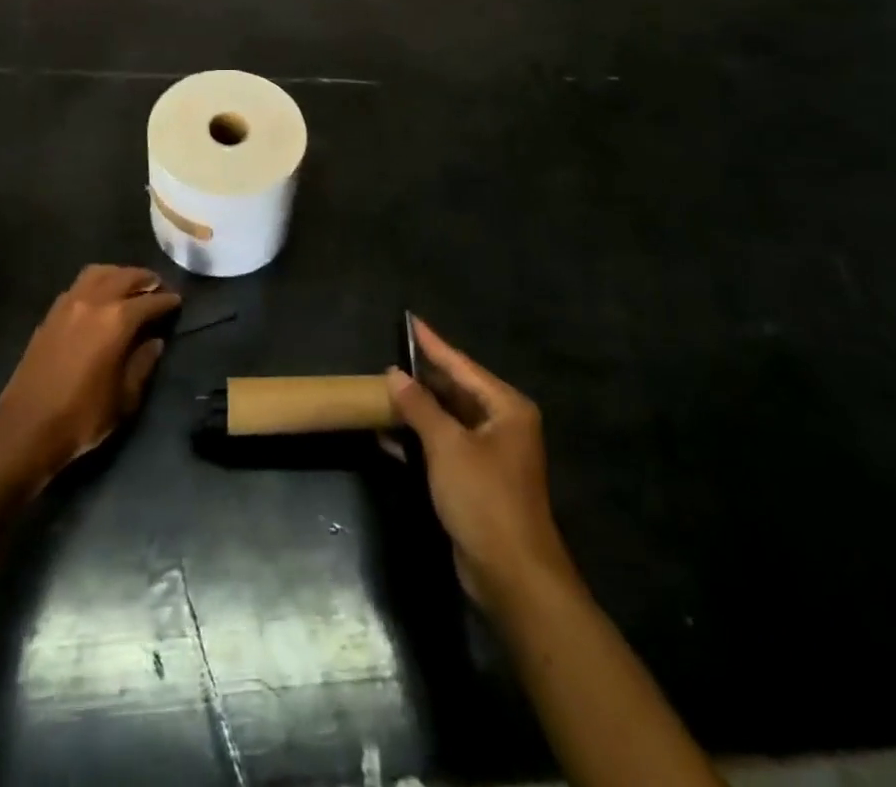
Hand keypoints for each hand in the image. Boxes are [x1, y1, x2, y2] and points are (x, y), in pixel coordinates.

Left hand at [0, 264, 180, 481]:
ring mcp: (68, 304)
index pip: (150, 301)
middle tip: (158, 287)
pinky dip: (96, 283)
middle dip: (146, 279)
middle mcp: (94, 302)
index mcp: (117, 321)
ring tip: (130, 286)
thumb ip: (143, 363)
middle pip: (126, 276)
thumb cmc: (82, 416)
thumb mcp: (125, 397)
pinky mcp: (51, 314)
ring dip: (119, 274)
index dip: (167, 301)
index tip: (178, 301)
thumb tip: (155, 341)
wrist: (26, 428)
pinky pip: (79, 285)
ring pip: (99, 272)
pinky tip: (100, 298)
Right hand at [386, 318, 574, 613]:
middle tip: (390, 357)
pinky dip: (418, 439)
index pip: (462, 365)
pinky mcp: (476, 480)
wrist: (512, 574)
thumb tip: (394, 374)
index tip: (411, 320)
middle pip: (456, 391)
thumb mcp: (447, 446)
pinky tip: (387, 434)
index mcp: (506, 407)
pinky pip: (443, 446)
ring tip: (383, 389)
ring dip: (417, 409)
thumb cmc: (484, 498)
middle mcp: (502, 424)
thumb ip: (419, 406)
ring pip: (447, 419)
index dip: (433, 344)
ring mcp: (490, 454)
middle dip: (422, 378)